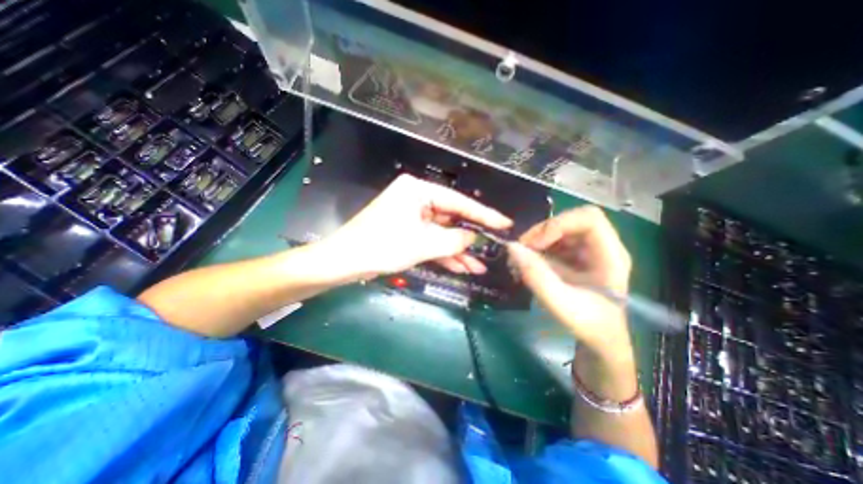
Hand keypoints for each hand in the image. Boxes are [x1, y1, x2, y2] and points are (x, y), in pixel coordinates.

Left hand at [322, 174, 510, 279]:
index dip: (483, 215)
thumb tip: (475, 237)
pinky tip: (461, 268)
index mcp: (418, 190)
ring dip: (458, 251)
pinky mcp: (408, 231)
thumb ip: (454, 239)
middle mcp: (416, 198)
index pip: (458, 202)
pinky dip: (444, 254)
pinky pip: (431, 240)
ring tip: (479, 267)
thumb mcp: (423, 244)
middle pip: (451, 218)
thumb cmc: (382, 246)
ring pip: (442, 233)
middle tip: (493, 250)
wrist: (345, 262)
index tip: (505, 223)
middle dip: (470, 238)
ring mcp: (412, 215)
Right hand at [507, 205, 631, 354]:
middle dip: (543, 231)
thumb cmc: (589, 325)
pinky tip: (529, 262)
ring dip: (538, 239)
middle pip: (571, 220)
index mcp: (610, 256)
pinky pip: (554, 242)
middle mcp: (602, 247)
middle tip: (522, 249)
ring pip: (560, 229)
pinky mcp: (576, 256)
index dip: (558, 224)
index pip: (589, 218)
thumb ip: (536, 276)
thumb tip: (511, 247)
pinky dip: (538, 248)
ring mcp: (588, 251)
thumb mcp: (561, 304)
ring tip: (523, 257)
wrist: (601, 340)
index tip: (535, 244)